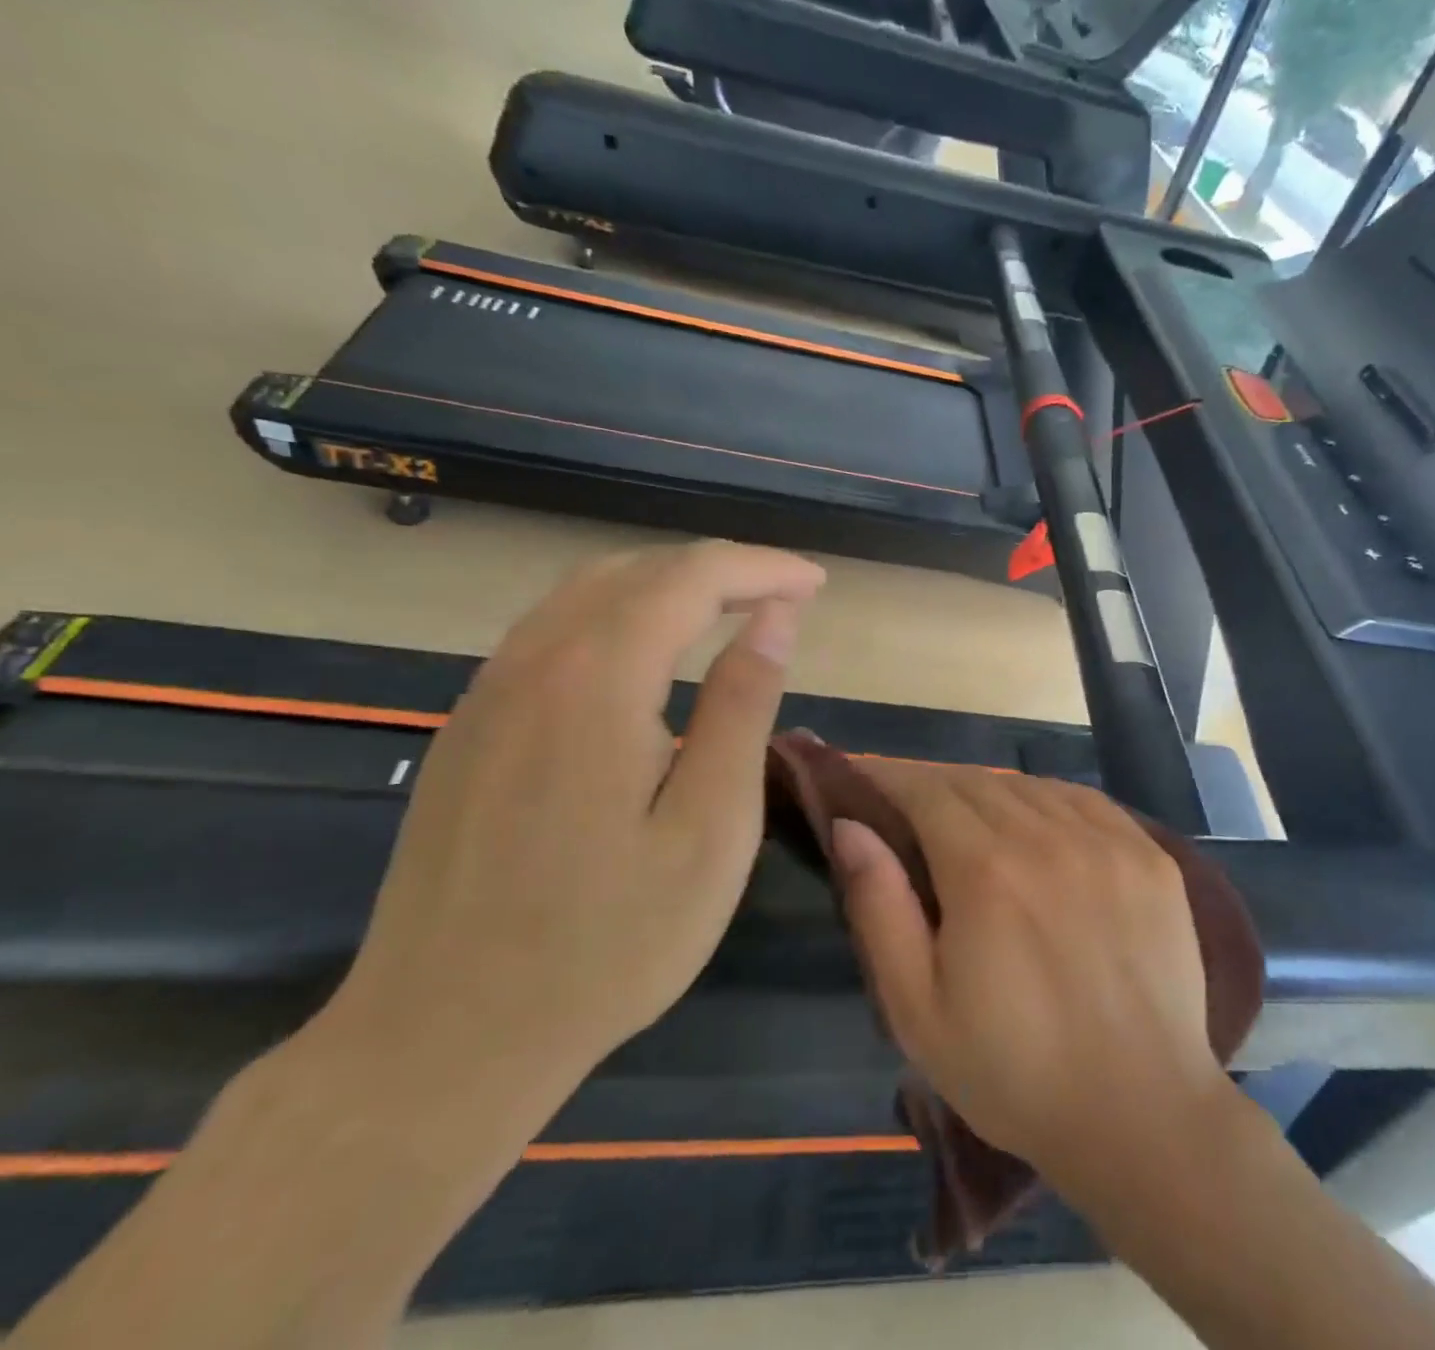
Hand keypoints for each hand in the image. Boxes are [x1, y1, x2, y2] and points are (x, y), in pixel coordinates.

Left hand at [312, 541, 825, 1119]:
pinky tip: (648, 659)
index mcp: (596, 681)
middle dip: (720, 570)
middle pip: (636, 571)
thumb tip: (773, 619)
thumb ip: (742, 708)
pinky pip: (551, 634)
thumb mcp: (710, 829)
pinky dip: (617, 618)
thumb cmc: (607, 944)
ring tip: (729, 614)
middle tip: (784, 599)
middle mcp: (532, 663)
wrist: (443, 1040)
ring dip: (666, 587)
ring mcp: (486, 694)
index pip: (691, 577)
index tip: (816, 585)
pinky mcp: (468, 728)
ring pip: (585, 594)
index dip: (762, 568)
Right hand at [829, 765, 1230, 1185]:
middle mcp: (1047, 835)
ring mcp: (1107, 839)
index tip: (861, 780)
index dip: (888, 777)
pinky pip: (1083, 799)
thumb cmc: (1014, 1072)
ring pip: (1028, 786)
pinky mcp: (1149, 854)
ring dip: (988, 792)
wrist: (1142, 1115)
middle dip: (932, 785)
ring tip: (969, 821)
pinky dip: (1045, 799)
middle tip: (908, 809)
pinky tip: (1036, 824)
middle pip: (975, 782)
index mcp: (985, 870)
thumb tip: (850, 827)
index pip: (925, 791)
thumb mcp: (918, 1010)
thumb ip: (880, 907)